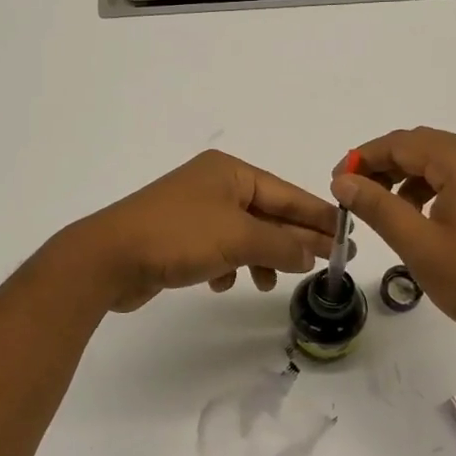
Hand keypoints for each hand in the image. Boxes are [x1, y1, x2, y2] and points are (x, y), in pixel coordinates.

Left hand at [68, 150, 338, 312]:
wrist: (109, 258)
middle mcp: (214, 185)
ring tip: (266, 283)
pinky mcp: (179, 237)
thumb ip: (282, 245)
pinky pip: (219, 249)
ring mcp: (195, 211)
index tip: (346, 237)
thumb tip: (313, 253)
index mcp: (230, 172)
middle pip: (267, 213)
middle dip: (291, 240)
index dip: (318, 217)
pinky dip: (228, 265)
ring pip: (244, 235)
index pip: (287, 193)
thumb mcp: (238, 238)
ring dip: (260, 258)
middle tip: (324, 265)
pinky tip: (223, 282)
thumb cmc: (178, 236)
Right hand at [332, 127, 455, 357]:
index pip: (403, 142)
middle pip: (424, 146)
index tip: (336, 183)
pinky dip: (436, 188)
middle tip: (354, 196)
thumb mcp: (420, 246)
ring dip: (409, 177)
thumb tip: (344, 181)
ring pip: (445, 161)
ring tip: (384, 210)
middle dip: (385, 166)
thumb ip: (378, 208)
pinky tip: (423, 218)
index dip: (364, 157)